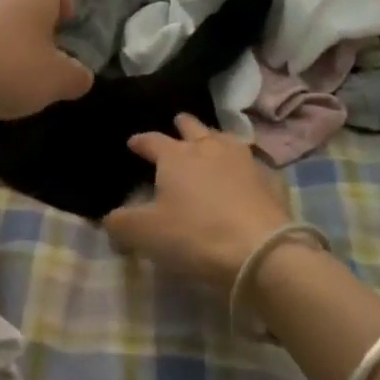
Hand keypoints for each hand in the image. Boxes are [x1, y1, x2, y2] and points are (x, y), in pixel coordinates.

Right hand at [102, 114, 292, 289]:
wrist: (262, 252)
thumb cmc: (196, 235)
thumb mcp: (146, 234)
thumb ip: (121, 223)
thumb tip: (109, 218)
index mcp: (175, 155)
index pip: (151, 140)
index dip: (140, 141)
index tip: (132, 143)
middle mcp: (208, 148)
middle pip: (192, 127)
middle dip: (181, 126)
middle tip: (176, 128)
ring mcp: (243, 160)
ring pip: (224, 137)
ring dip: (213, 138)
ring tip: (209, 145)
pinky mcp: (270, 179)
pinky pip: (252, 163)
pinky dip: (242, 165)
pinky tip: (243, 175)